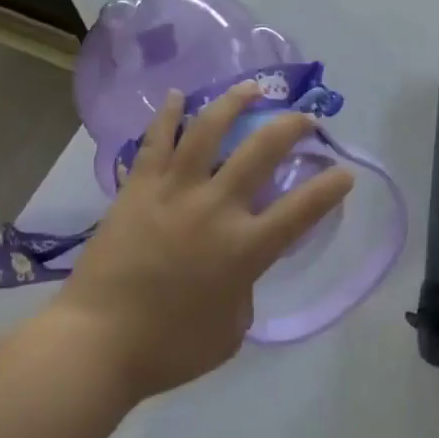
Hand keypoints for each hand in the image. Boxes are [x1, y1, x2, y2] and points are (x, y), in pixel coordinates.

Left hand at [58, 81, 353, 401]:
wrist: (93, 346)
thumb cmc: (168, 349)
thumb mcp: (231, 330)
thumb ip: (246, 289)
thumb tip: (239, 266)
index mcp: (245, 248)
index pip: (303, 208)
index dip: (331, 186)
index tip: (344, 171)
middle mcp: (216, 208)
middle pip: (262, 150)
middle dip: (292, 126)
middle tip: (306, 119)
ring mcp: (175, 192)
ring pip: (209, 130)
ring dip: (234, 102)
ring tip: (251, 88)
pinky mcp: (138, 189)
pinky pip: (156, 141)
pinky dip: (168, 115)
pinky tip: (176, 96)